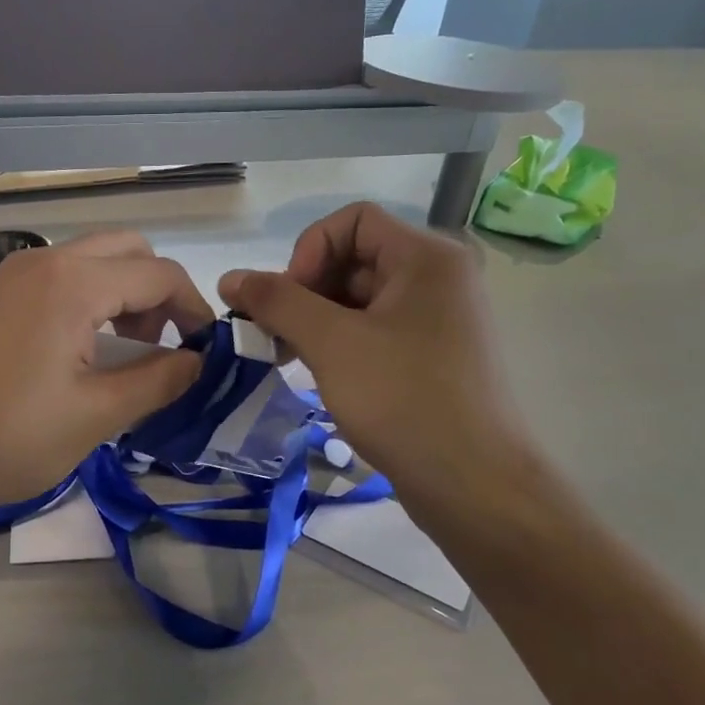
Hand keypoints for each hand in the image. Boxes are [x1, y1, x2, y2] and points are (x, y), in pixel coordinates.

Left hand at [0, 233, 212, 522]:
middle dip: (160, 292)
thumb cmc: (11, 437)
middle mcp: (46, 262)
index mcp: (73, 283)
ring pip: (95, 259)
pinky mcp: (0, 295)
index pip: (160, 274)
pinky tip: (89, 347)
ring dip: (126, 293)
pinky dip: (93, 297)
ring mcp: (16, 274)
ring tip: (131, 350)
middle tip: (164, 346)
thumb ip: (159, 381)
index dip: (194, 309)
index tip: (205, 352)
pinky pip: (64, 276)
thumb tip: (198, 362)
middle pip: (129, 251)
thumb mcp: (97, 415)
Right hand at [219, 203, 533, 516]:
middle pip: (355, 258)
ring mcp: (439, 319)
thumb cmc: (403, 400)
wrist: (474, 484)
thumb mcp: (331, 343)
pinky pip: (376, 331)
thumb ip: (277, 302)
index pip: (351, 221)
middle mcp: (438, 278)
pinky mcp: (433, 357)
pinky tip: (320, 374)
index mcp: (426, 257)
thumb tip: (230, 277)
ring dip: (317, 320)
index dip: (307, 251)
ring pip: (361, 299)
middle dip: (306, 291)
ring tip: (289, 358)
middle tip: (276, 336)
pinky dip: (341, 343)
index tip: (286, 302)